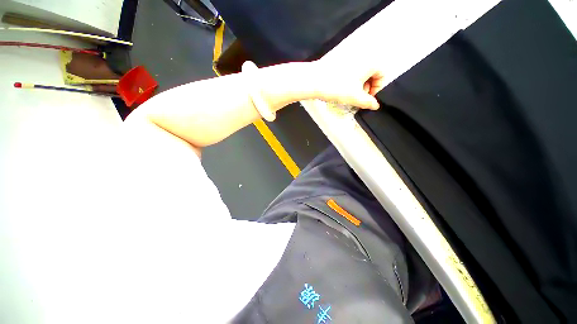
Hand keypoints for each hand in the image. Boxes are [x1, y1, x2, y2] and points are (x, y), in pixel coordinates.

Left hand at [312, 56, 384, 109]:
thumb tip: (376, 106)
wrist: (315, 80)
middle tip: (358, 97)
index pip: (382, 75)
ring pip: (362, 73)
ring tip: (350, 94)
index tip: (368, 98)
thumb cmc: (338, 87)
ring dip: (360, 85)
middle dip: (368, 87)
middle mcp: (364, 56)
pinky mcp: (342, 61)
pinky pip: (353, 71)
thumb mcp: (355, 97)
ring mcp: (352, 57)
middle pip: (372, 73)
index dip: (377, 89)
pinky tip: (343, 88)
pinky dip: (352, 80)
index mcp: (371, 62)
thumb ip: (368, 102)